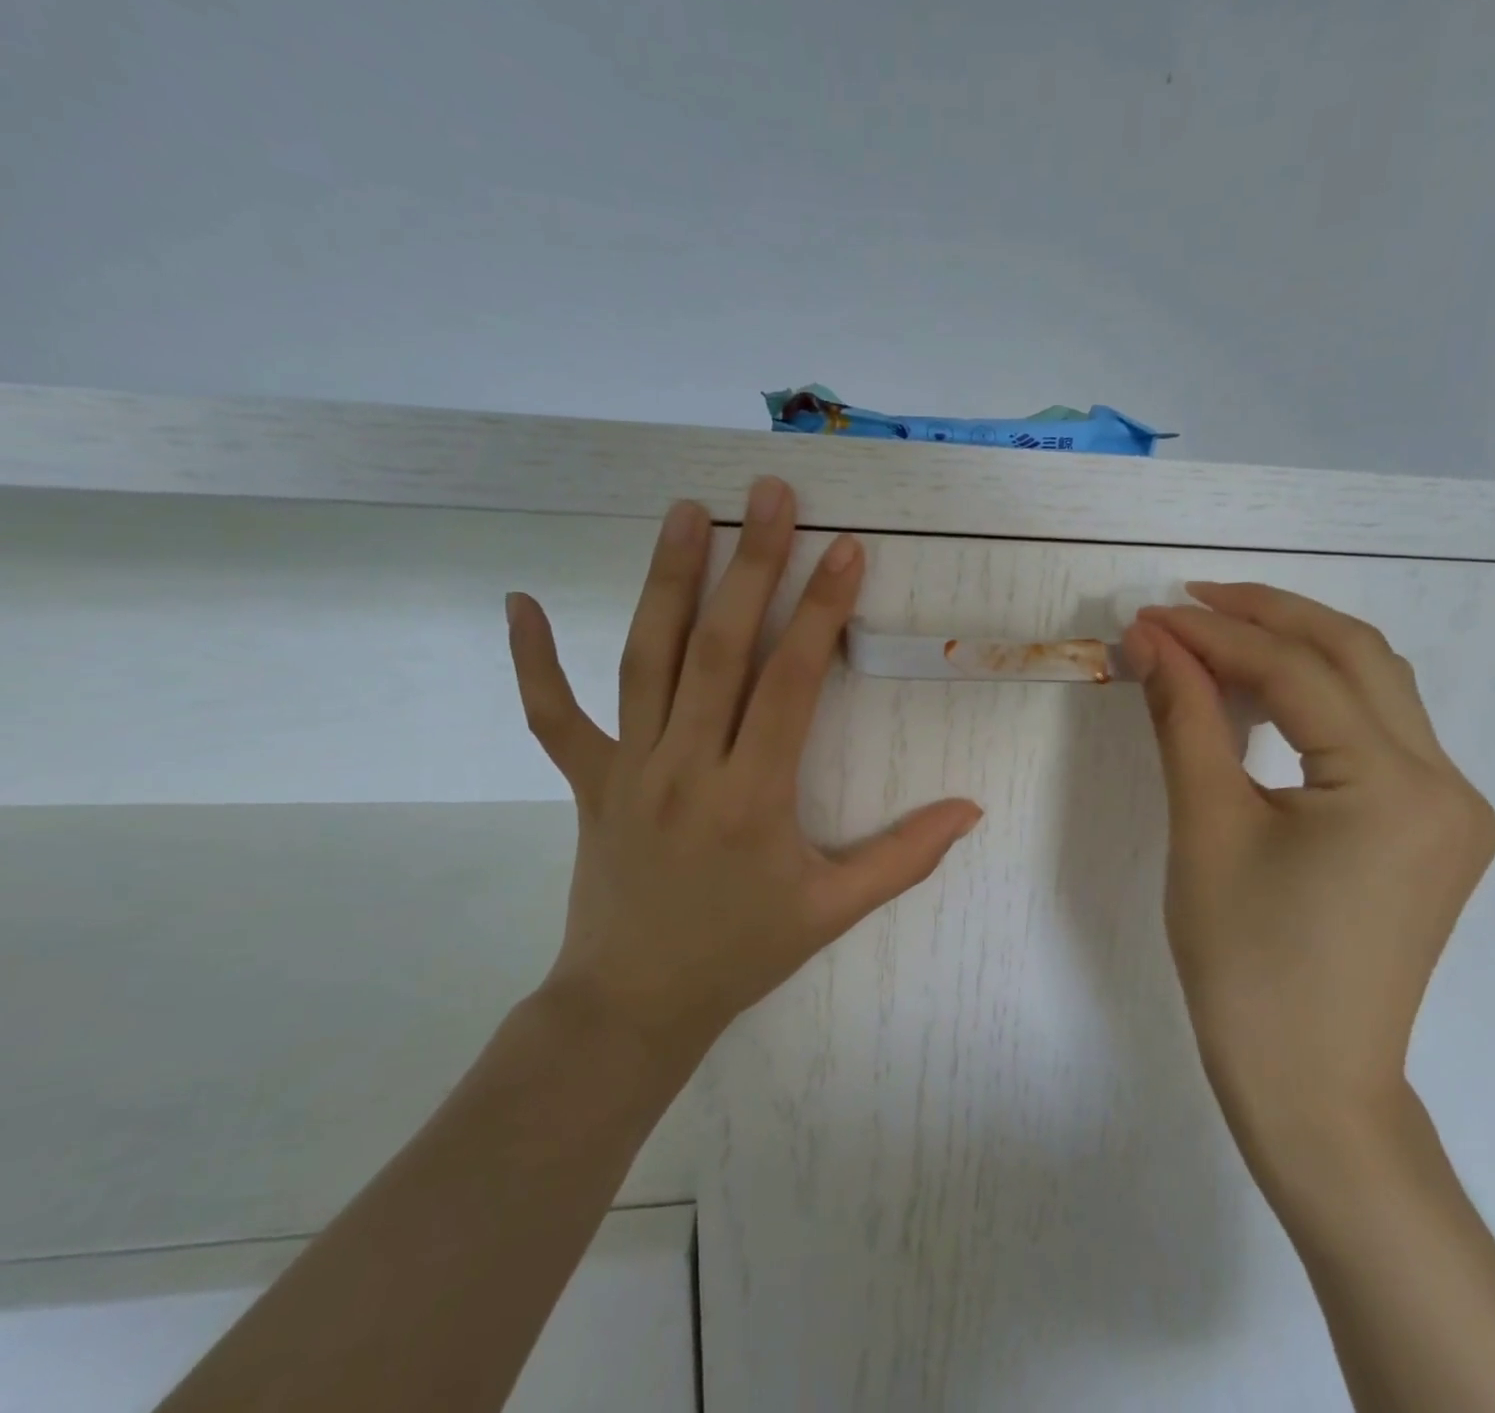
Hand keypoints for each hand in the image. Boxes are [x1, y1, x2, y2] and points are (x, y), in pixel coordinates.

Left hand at [504, 477, 982, 1064]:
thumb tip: (971, 810)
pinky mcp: (586, 782)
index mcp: (751, 796)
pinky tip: (517, 603)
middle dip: (750, 565)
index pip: (790, 683)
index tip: (844, 548)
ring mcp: (628, 769)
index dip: (821, 611)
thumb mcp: (833, 912)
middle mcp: (686, 766)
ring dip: (665, 582)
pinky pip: (552, 717)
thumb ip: (905, 858)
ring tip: (685, 512)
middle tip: (767, 494)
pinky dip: (532, 662)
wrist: (632, 1005)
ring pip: (645, 660)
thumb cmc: (740, 953)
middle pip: (718, 649)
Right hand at [1122, 584, 1494, 1146]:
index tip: (1150, 616)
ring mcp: (1450, 807)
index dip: (1216, 634)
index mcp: (1396, 787)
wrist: (1309, 1082)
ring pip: (1375, 687)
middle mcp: (1447, 783)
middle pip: (1357, 656)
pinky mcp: (1432, 828)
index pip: (1299, 672)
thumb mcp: (1205, 828)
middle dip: (1268, 616)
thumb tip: (1152, 639)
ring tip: (1217, 636)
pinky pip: (1376, 732)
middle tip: (1189, 601)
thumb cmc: (1246, 963)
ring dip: (1296, 650)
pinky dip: (1317, 698)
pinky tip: (1263, 696)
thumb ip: (1185, 718)